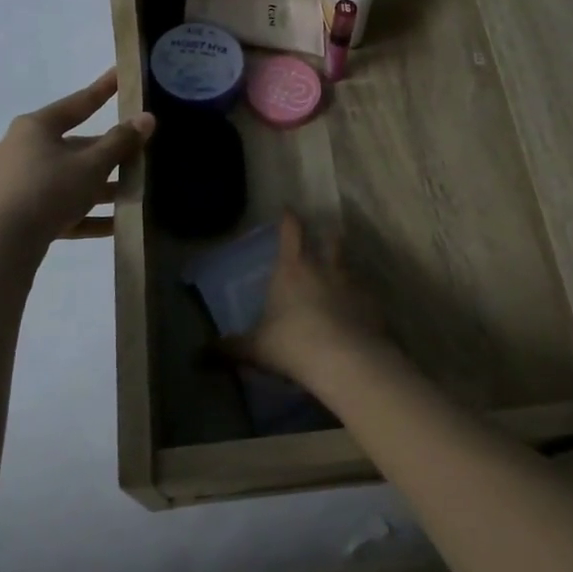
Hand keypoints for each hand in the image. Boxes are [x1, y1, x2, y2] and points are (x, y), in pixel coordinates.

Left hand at [0, 70, 153, 249]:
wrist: (2, 245)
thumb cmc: (48, 190)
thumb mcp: (91, 165)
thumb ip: (120, 142)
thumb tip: (147, 118)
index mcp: (36, 127)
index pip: (78, 103)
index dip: (103, 89)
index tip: (120, 74)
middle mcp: (24, 149)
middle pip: (76, 146)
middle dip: (109, 153)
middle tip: (139, 152)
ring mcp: (20, 182)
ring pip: (69, 178)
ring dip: (101, 186)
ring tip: (134, 192)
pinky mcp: (21, 212)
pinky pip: (61, 207)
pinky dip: (86, 213)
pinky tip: (115, 225)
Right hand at [231, 212, 392, 391]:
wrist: (348, 361)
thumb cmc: (293, 345)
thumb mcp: (256, 349)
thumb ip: (229, 349)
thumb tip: (198, 355)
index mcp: (293, 268)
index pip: (291, 231)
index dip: (289, 219)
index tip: (289, 209)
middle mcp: (326, 267)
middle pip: (330, 239)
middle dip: (327, 235)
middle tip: (324, 236)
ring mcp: (354, 284)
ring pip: (350, 265)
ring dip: (345, 268)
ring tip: (340, 277)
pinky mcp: (374, 304)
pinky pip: (366, 295)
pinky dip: (361, 299)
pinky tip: (357, 312)